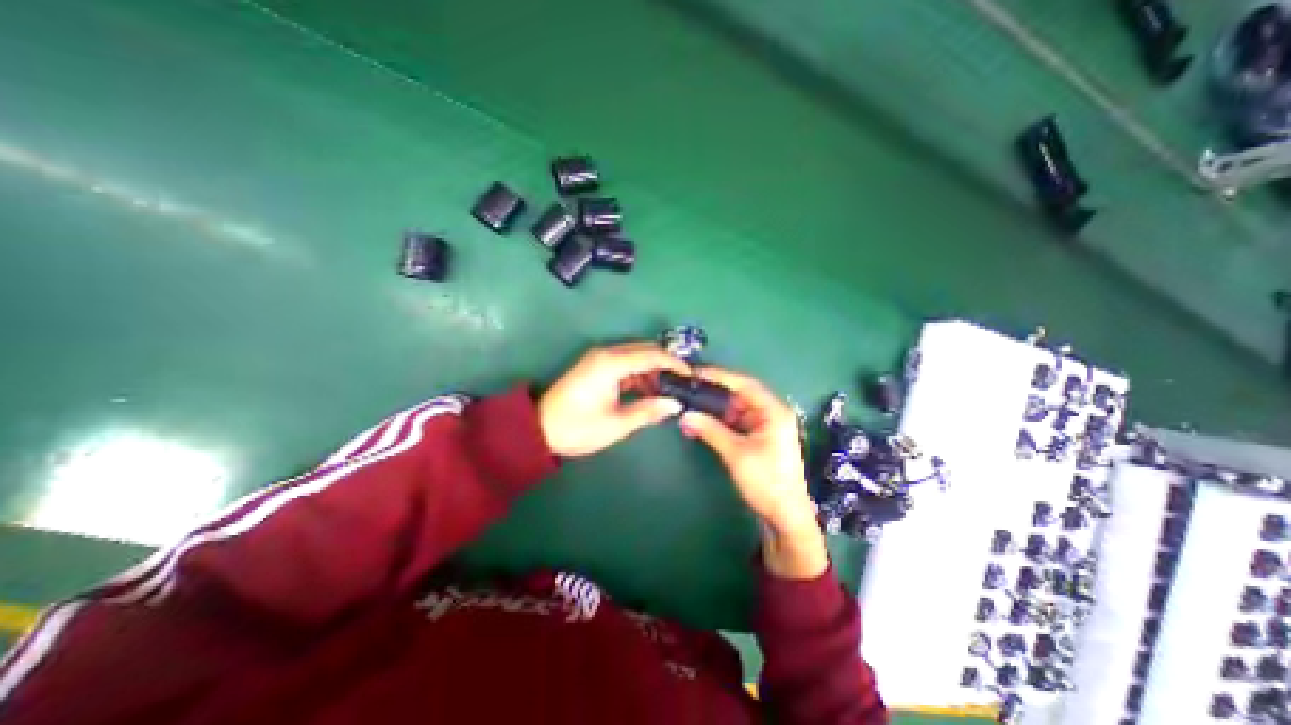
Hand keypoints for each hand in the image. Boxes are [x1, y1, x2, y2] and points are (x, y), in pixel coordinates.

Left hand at [541, 340, 691, 455]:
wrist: (539, 428)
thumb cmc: (577, 427)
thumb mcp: (616, 424)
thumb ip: (648, 411)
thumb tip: (675, 405)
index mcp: (612, 363)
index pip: (653, 355)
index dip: (675, 364)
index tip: (692, 377)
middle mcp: (607, 353)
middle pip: (646, 350)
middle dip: (667, 364)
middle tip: (684, 384)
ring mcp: (601, 357)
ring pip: (637, 356)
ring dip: (654, 370)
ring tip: (670, 391)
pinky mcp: (597, 365)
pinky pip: (626, 363)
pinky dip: (641, 374)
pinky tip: (650, 390)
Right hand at [678, 366, 825, 580]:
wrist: (786, 516)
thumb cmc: (766, 482)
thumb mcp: (736, 454)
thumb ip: (710, 430)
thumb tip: (685, 415)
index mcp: (774, 411)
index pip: (745, 384)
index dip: (720, 376)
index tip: (696, 373)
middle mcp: (772, 412)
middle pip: (741, 393)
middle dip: (715, 391)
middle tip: (690, 386)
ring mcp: (766, 425)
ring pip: (737, 407)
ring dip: (716, 406)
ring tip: (692, 401)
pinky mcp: (759, 437)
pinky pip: (737, 420)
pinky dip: (721, 420)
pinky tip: (703, 419)